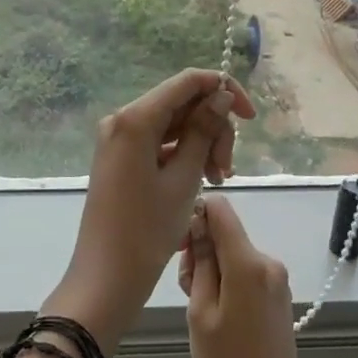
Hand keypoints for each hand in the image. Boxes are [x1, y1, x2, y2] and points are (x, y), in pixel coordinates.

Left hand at [45, 70, 256, 352]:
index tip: (250, 118)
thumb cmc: (147, 230)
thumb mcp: (184, 178)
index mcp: (135, 119)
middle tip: (226, 170)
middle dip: (213, 128)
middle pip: (182, 104)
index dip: (223, 90)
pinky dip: (184, 156)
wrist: (106, 276)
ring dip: (202, 145)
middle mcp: (123, 120)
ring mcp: (119, 139)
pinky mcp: (121, 158)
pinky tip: (203, 181)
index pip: (187, 81)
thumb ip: (204, 131)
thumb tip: (220, 95)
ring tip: (218, 180)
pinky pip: (160, 143)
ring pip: (174, 125)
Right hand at [178, 194, 308, 357]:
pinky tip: (220, 316)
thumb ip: (200, 262)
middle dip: (201, 251)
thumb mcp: (200, 311)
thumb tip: (199, 224)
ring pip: (233, 253)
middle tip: (188, 292)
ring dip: (213, 270)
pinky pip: (246, 271)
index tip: (182, 246)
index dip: (197, 216)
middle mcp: (268, 262)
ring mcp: (277, 279)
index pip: (221, 209)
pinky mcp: (278, 295)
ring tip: (202, 311)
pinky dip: (228, 282)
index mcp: (248, 263)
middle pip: (226, 233)